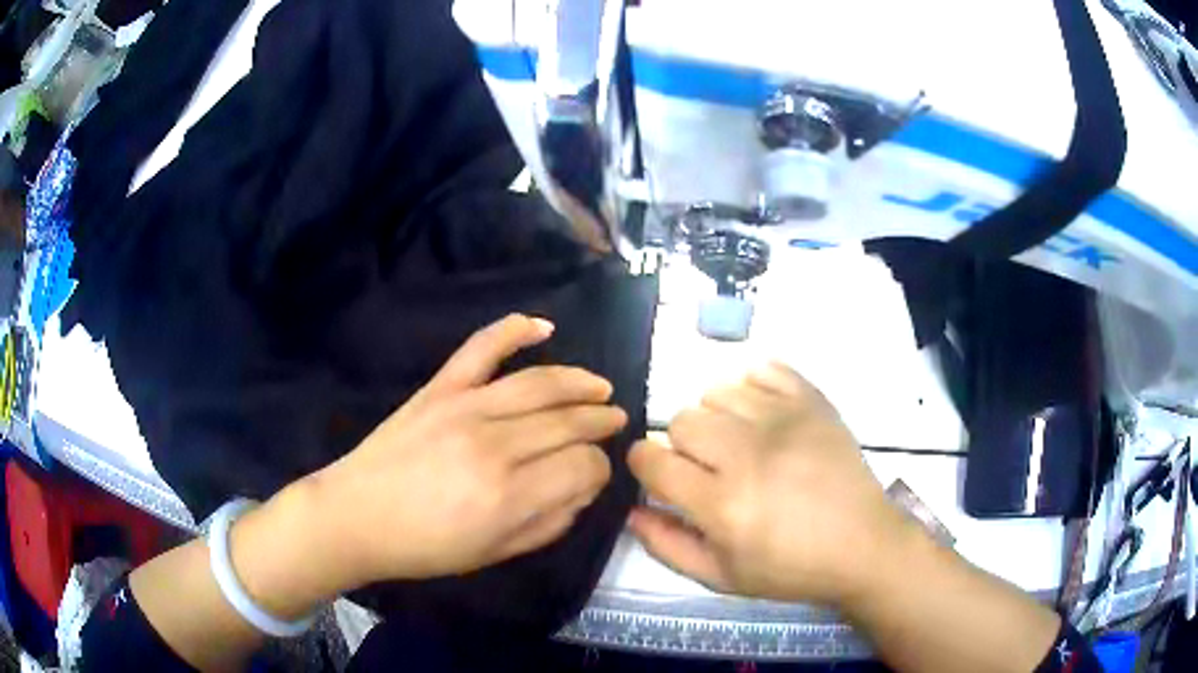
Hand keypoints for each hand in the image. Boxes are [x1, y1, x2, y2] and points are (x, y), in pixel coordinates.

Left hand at [307, 314, 626, 587]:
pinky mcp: (440, 389)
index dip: (600, 469)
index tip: (596, 473)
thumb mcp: (496, 553)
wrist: (357, 516)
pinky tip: (544, 327)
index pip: (583, 466)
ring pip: (540, 383)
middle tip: (616, 420)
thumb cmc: (426, 547)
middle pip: (568, 423)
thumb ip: (550, 523)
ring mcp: (466, 408)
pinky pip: (482, 348)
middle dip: (601, 422)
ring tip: (601, 387)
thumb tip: (583, 489)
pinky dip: (514, 330)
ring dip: (579, 382)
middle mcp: (496, 446)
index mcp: (510, 497)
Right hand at [628, 362, 913, 607]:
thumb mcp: (720, 577)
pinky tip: (763, 416)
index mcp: (722, 504)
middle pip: (682, 420)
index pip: (652, 461)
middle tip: (708, 468)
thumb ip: (667, 545)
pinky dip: (753, 387)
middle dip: (681, 444)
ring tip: (738, 442)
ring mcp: (783, 420)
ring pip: (717, 391)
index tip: (658, 474)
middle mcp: (748, 454)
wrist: (861, 544)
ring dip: (716, 417)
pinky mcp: (812, 402)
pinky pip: (763, 369)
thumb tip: (632, 509)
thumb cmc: (789, 569)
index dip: (643, 464)